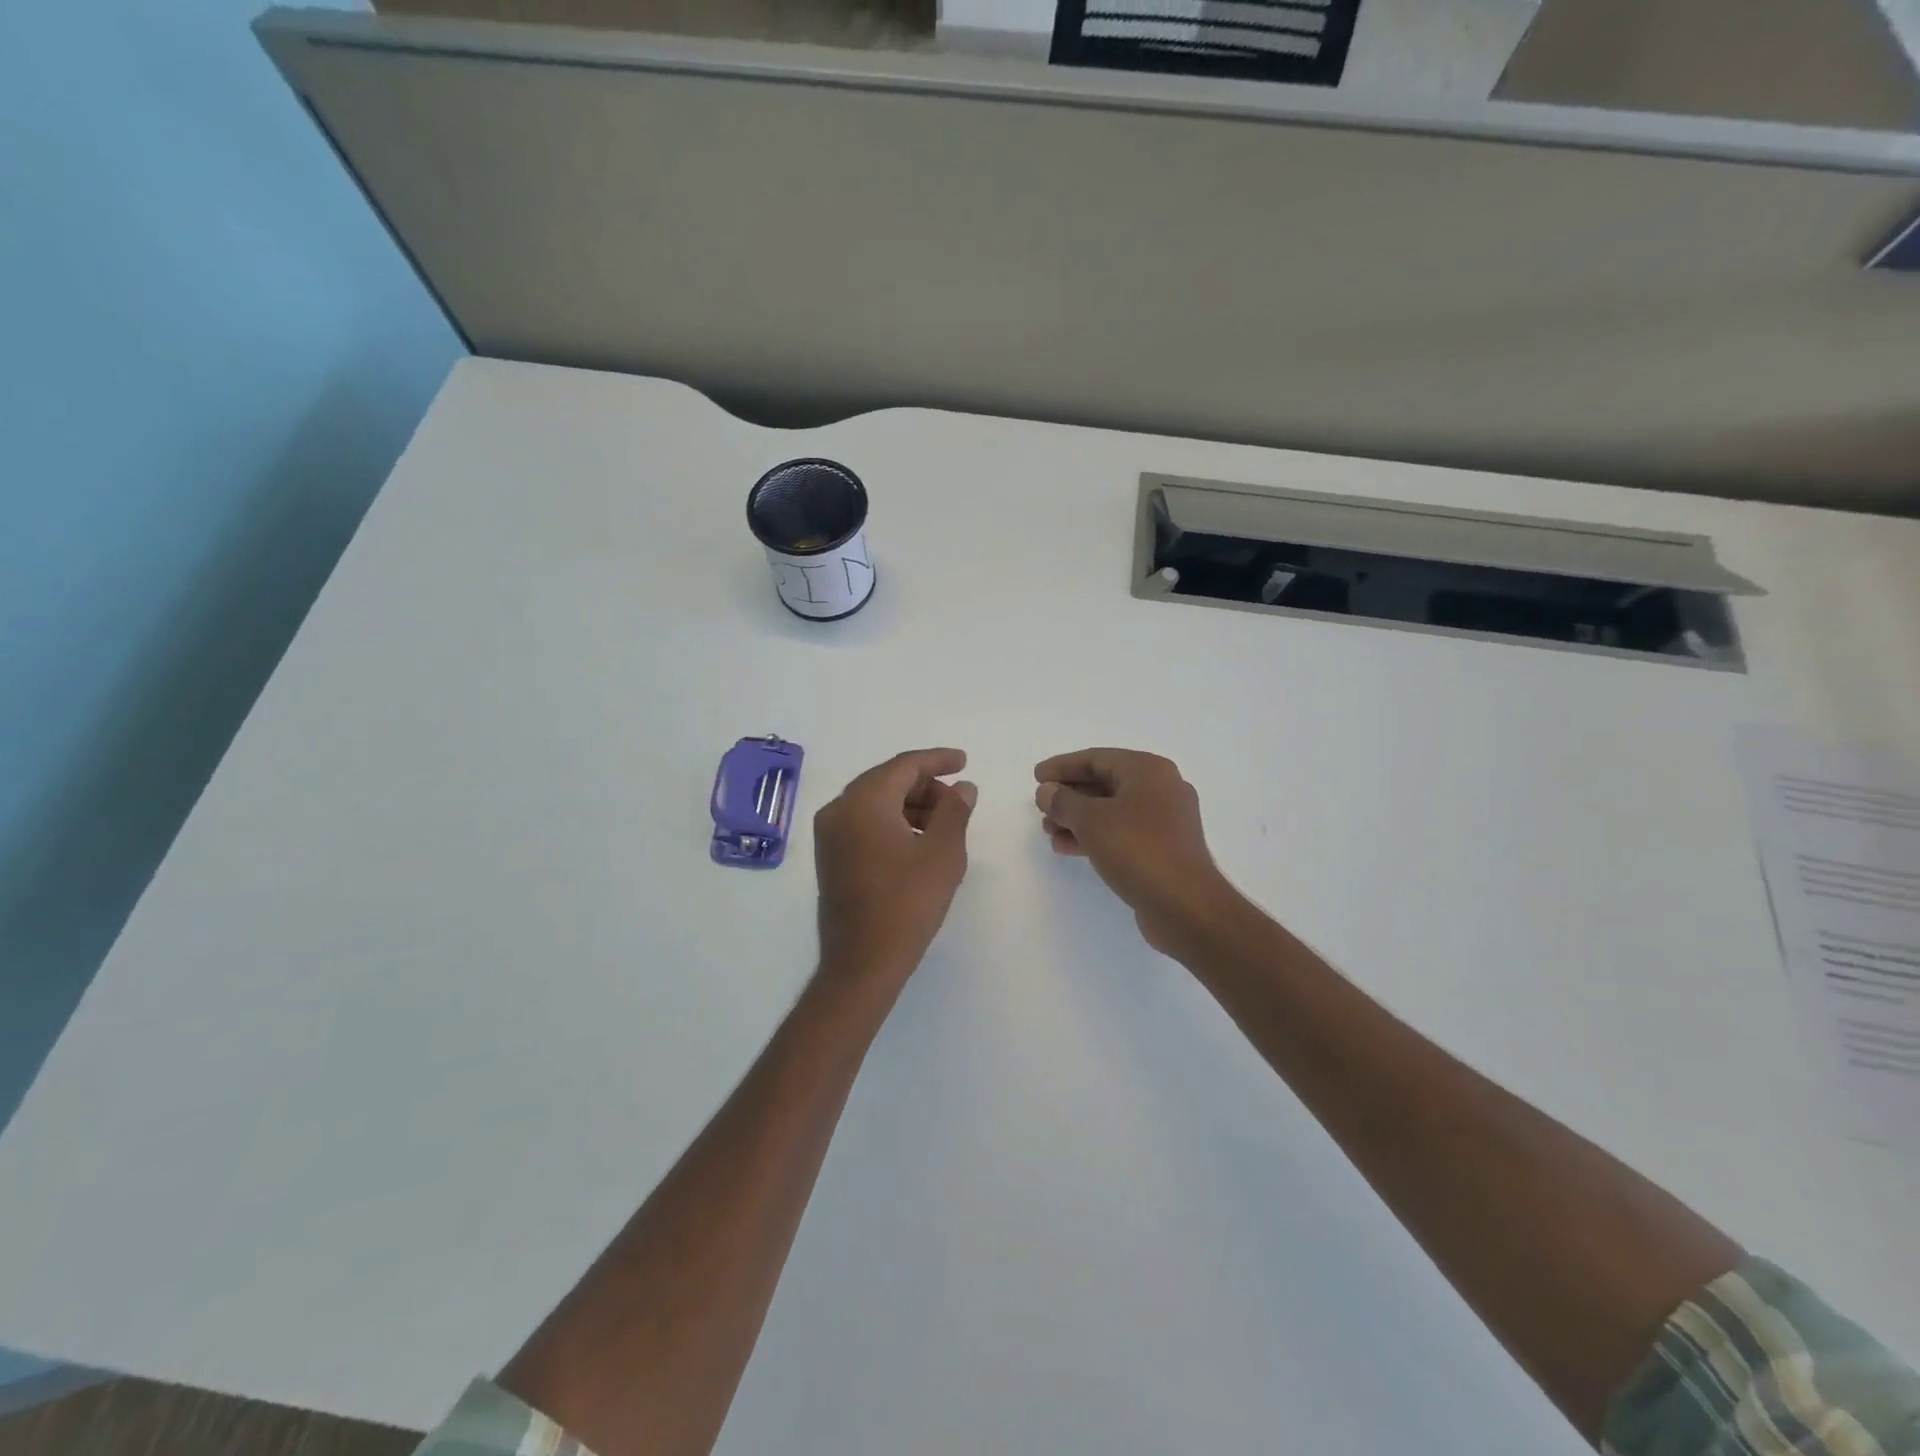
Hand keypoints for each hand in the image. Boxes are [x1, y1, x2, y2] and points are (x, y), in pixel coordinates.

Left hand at [815, 748, 976, 986]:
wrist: (862, 962)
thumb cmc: (907, 904)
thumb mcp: (943, 853)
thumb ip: (955, 810)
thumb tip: (963, 787)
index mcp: (863, 802)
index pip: (904, 766)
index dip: (938, 760)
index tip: (964, 761)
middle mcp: (839, 809)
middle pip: (887, 781)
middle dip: (925, 786)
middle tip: (958, 801)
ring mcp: (829, 834)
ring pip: (875, 802)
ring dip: (910, 805)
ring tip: (943, 825)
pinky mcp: (830, 856)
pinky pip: (864, 822)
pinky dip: (892, 822)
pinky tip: (917, 842)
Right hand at [1034, 748, 1241, 954]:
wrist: (1185, 906)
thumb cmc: (1138, 850)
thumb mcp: (1091, 820)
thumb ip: (1063, 801)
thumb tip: (1047, 791)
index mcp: (1148, 771)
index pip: (1096, 758)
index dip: (1062, 767)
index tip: (1036, 777)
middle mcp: (1161, 789)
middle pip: (1104, 783)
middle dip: (1069, 796)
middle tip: (1041, 809)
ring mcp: (1165, 820)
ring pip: (1111, 810)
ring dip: (1078, 819)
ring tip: (1049, 832)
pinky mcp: (1163, 848)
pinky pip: (1121, 832)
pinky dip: (1094, 836)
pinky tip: (1068, 848)